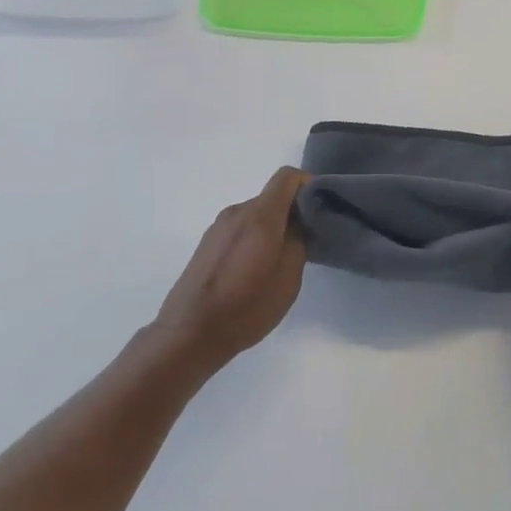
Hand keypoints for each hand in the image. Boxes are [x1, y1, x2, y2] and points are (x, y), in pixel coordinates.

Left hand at [155, 168, 309, 369]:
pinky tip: (255, 270)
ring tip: (281, 260)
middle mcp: (236, 212)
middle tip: (307, 241)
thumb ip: (298, 242)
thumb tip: (298, 224)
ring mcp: (218, 227)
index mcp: (259, 215)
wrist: (189, 333)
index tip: (321, 207)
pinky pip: (239, 229)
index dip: (308, 184)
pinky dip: (255, 238)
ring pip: (255, 215)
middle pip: (271, 197)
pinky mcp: (207, 243)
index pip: (287, 177)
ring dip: (273, 227)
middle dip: (292, 212)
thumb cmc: (246, 307)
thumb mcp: (288, 278)